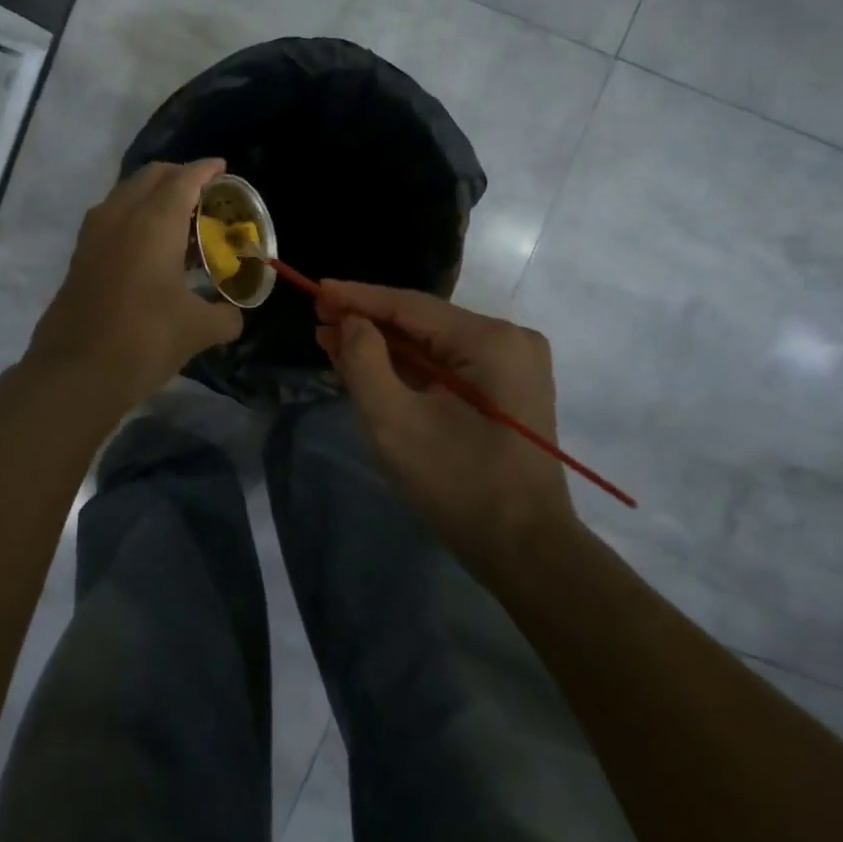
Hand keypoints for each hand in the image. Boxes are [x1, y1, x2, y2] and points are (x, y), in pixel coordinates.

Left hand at [22, 159, 243, 414]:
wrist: (76, 373)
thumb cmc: (145, 340)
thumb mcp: (197, 330)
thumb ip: (224, 316)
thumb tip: (234, 315)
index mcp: (154, 222)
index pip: (183, 179)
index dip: (205, 170)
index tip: (222, 168)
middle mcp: (120, 217)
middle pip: (150, 177)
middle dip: (178, 175)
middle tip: (203, 193)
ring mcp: (94, 235)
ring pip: (125, 195)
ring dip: (151, 196)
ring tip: (178, 219)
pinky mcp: (79, 257)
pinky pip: (111, 218)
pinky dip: (133, 217)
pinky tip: (149, 247)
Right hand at [315, 281, 577, 564]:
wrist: (526, 552)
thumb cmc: (459, 485)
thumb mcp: (395, 422)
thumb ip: (365, 361)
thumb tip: (352, 322)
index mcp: (491, 340)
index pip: (411, 306)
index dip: (358, 298)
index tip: (316, 289)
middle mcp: (508, 340)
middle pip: (423, 322)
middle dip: (368, 323)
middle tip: (319, 318)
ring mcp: (512, 366)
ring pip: (433, 345)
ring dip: (385, 346)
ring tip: (333, 340)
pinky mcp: (507, 390)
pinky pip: (448, 366)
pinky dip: (409, 367)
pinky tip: (370, 364)